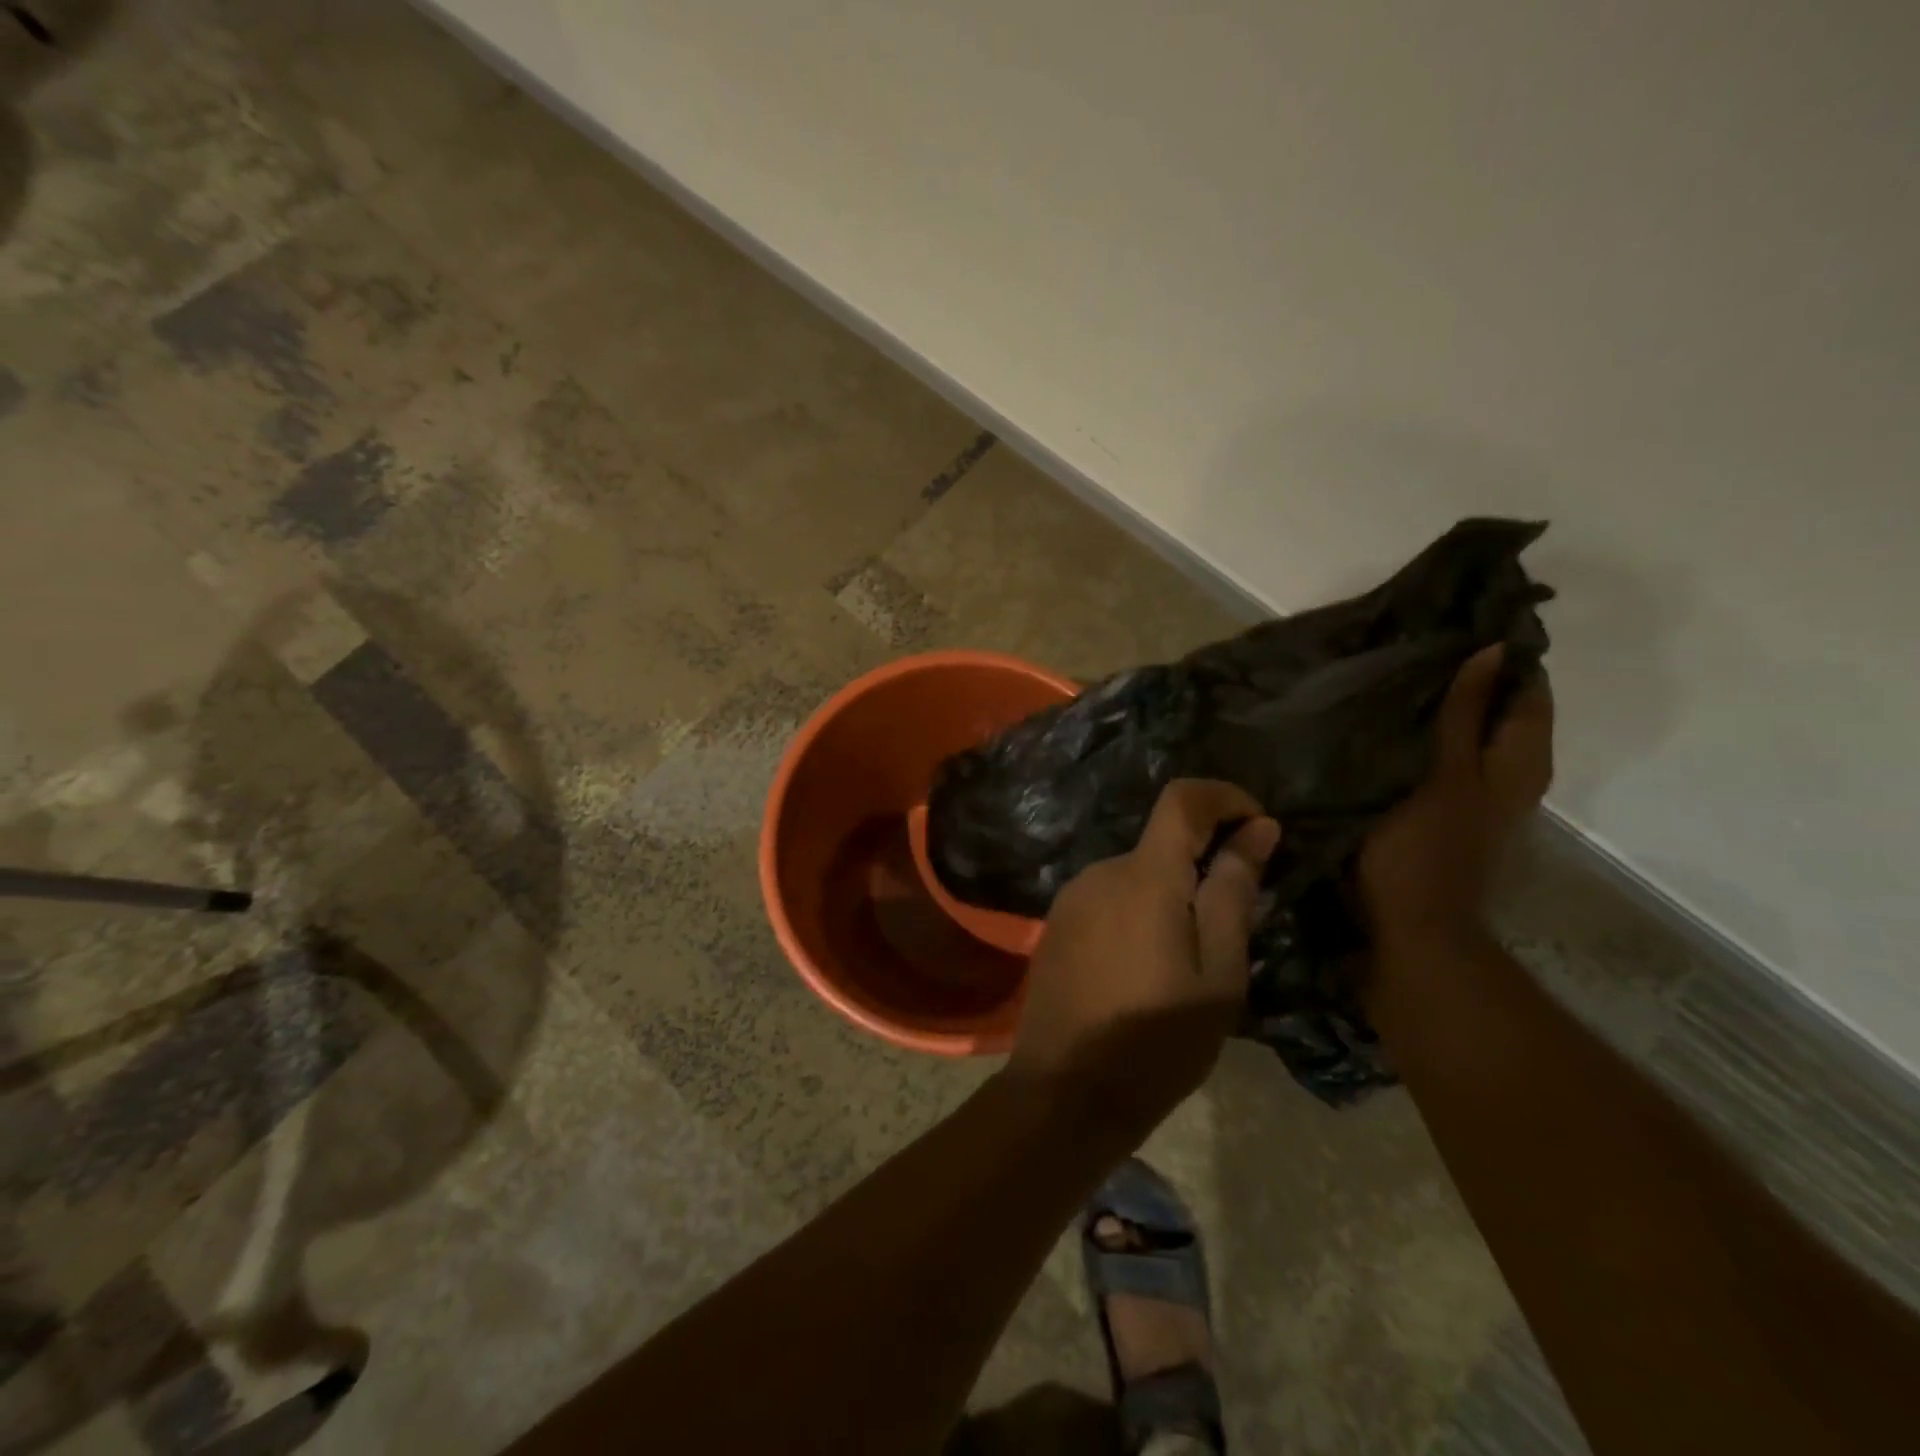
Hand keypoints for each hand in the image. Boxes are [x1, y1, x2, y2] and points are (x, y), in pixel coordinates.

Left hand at [1005, 780, 1279, 1140]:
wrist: (1065, 1090)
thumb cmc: (1157, 1041)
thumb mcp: (1218, 974)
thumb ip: (1233, 893)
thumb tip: (1257, 829)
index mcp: (1144, 876)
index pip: (1182, 799)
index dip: (1224, 797)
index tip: (1258, 826)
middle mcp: (1100, 871)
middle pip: (1161, 844)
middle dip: (1202, 866)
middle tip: (1232, 929)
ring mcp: (1071, 897)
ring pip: (1136, 876)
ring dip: (1169, 897)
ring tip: (1187, 963)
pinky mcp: (1056, 924)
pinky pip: (1109, 899)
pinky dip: (1138, 913)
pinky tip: (1144, 970)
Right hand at [1358, 644, 1553, 958]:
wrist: (1416, 925)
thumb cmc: (1426, 847)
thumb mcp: (1442, 774)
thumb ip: (1462, 716)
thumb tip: (1490, 652)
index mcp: (1520, 760)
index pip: (1528, 690)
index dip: (1505, 655)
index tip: (1461, 620)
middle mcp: (1515, 773)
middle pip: (1506, 709)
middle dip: (1475, 675)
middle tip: (1424, 642)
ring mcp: (1485, 794)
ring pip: (1479, 732)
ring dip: (1452, 704)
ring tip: (1408, 673)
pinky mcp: (1456, 809)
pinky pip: (1455, 754)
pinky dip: (1437, 732)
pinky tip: (1401, 723)